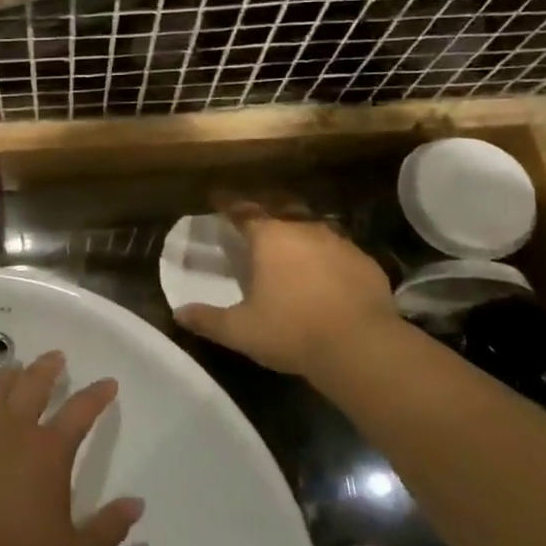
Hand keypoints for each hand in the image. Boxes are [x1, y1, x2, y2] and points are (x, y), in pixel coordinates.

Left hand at [0, 351, 141, 545]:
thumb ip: (110, 527)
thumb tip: (137, 503)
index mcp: (49, 452)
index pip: (81, 410)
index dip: (97, 394)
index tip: (108, 383)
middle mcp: (14, 432)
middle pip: (33, 385)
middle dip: (48, 368)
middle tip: (56, 357)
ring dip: (8, 376)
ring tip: (15, 369)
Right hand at [172, 198, 400, 379]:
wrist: (360, 346)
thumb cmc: (292, 331)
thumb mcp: (241, 330)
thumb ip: (208, 319)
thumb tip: (179, 313)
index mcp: (269, 239)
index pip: (243, 211)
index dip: (228, 205)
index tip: (217, 199)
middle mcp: (304, 230)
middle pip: (281, 210)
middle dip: (267, 212)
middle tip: (256, 221)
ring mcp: (340, 243)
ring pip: (314, 229)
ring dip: (300, 235)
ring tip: (293, 248)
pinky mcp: (366, 262)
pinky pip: (341, 252)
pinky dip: (329, 258)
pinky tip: (328, 275)